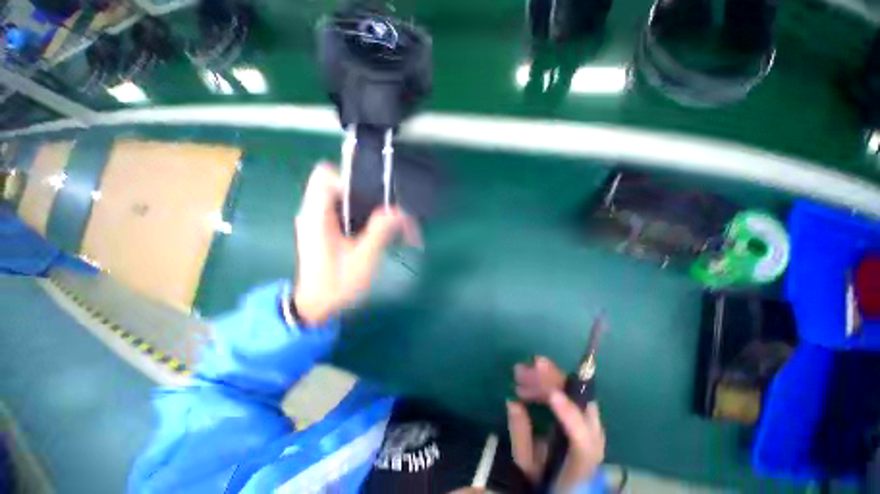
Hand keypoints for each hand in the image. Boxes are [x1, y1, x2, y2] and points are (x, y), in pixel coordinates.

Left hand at [293, 163, 419, 323]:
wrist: (318, 306)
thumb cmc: (337, 283)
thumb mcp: (363, 257)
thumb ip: (380, 230)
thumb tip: (398, 211)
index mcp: (317, 216)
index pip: (325, 175)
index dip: (350, 178)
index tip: (372, 195)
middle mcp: (314, 213)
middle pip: (339, 184)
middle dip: (366, 193)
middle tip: (387, 209)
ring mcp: (319, 221)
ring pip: (344, 198)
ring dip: (367, 205)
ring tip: (387, 221)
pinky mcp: (326, 229)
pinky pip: (345, 210)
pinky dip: (363, 215)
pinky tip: (377, 230)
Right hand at [507, 357, 604, 491]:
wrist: (567, 481)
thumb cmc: (545, 475)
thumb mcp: (527, 462)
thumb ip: (520, 434)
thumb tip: (512, 401)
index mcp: (581, 459)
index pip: (583, 440)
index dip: (570, 416)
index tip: (551, 395)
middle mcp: (592, 436)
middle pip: (578, 403)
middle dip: (550, 381)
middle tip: (522, 370)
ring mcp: (588, 420)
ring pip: (570, 390)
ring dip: (543, 377)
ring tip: (519, 373)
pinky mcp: (580, 410)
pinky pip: (565, 388)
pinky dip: (545, 381)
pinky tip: (526, 380)